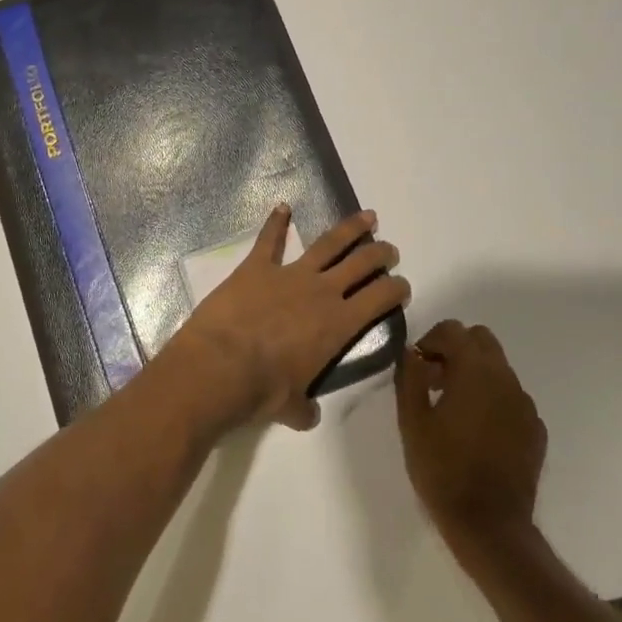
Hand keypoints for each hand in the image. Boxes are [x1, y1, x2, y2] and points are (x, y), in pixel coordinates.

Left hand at [170, 204, 408, 431]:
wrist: (219, 366)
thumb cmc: (261, 390)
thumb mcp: (291, 407)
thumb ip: (304, 408)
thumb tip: (307, 414)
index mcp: (338, 325)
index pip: (380, 299)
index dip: (396, 289)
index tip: (402, 286)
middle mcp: (321, 292)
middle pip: (361, 263)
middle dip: (380, 254)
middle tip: (389, 250)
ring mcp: (289, 274)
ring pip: (328, 243)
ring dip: (350, 229)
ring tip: (367, 217)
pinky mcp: (255, 267)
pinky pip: (269, 240)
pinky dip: (276, 222)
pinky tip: (282, 207)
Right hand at [396, 320, 546, 553]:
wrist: (489, 525)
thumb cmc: (442, 469)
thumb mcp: (412, 421)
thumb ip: (410, 377)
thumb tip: (412, 352)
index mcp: (475, 371)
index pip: (454, 330)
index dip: (431, 341)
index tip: (417, 368)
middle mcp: (506, 378)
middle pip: (481, 341)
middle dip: (455, 351)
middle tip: (434, 382)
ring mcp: (526, 404)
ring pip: (498, 369)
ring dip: (474, 375)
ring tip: (453, 410)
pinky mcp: (536, 429)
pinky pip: (511, 398)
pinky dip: (493, 401)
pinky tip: (477, 433)